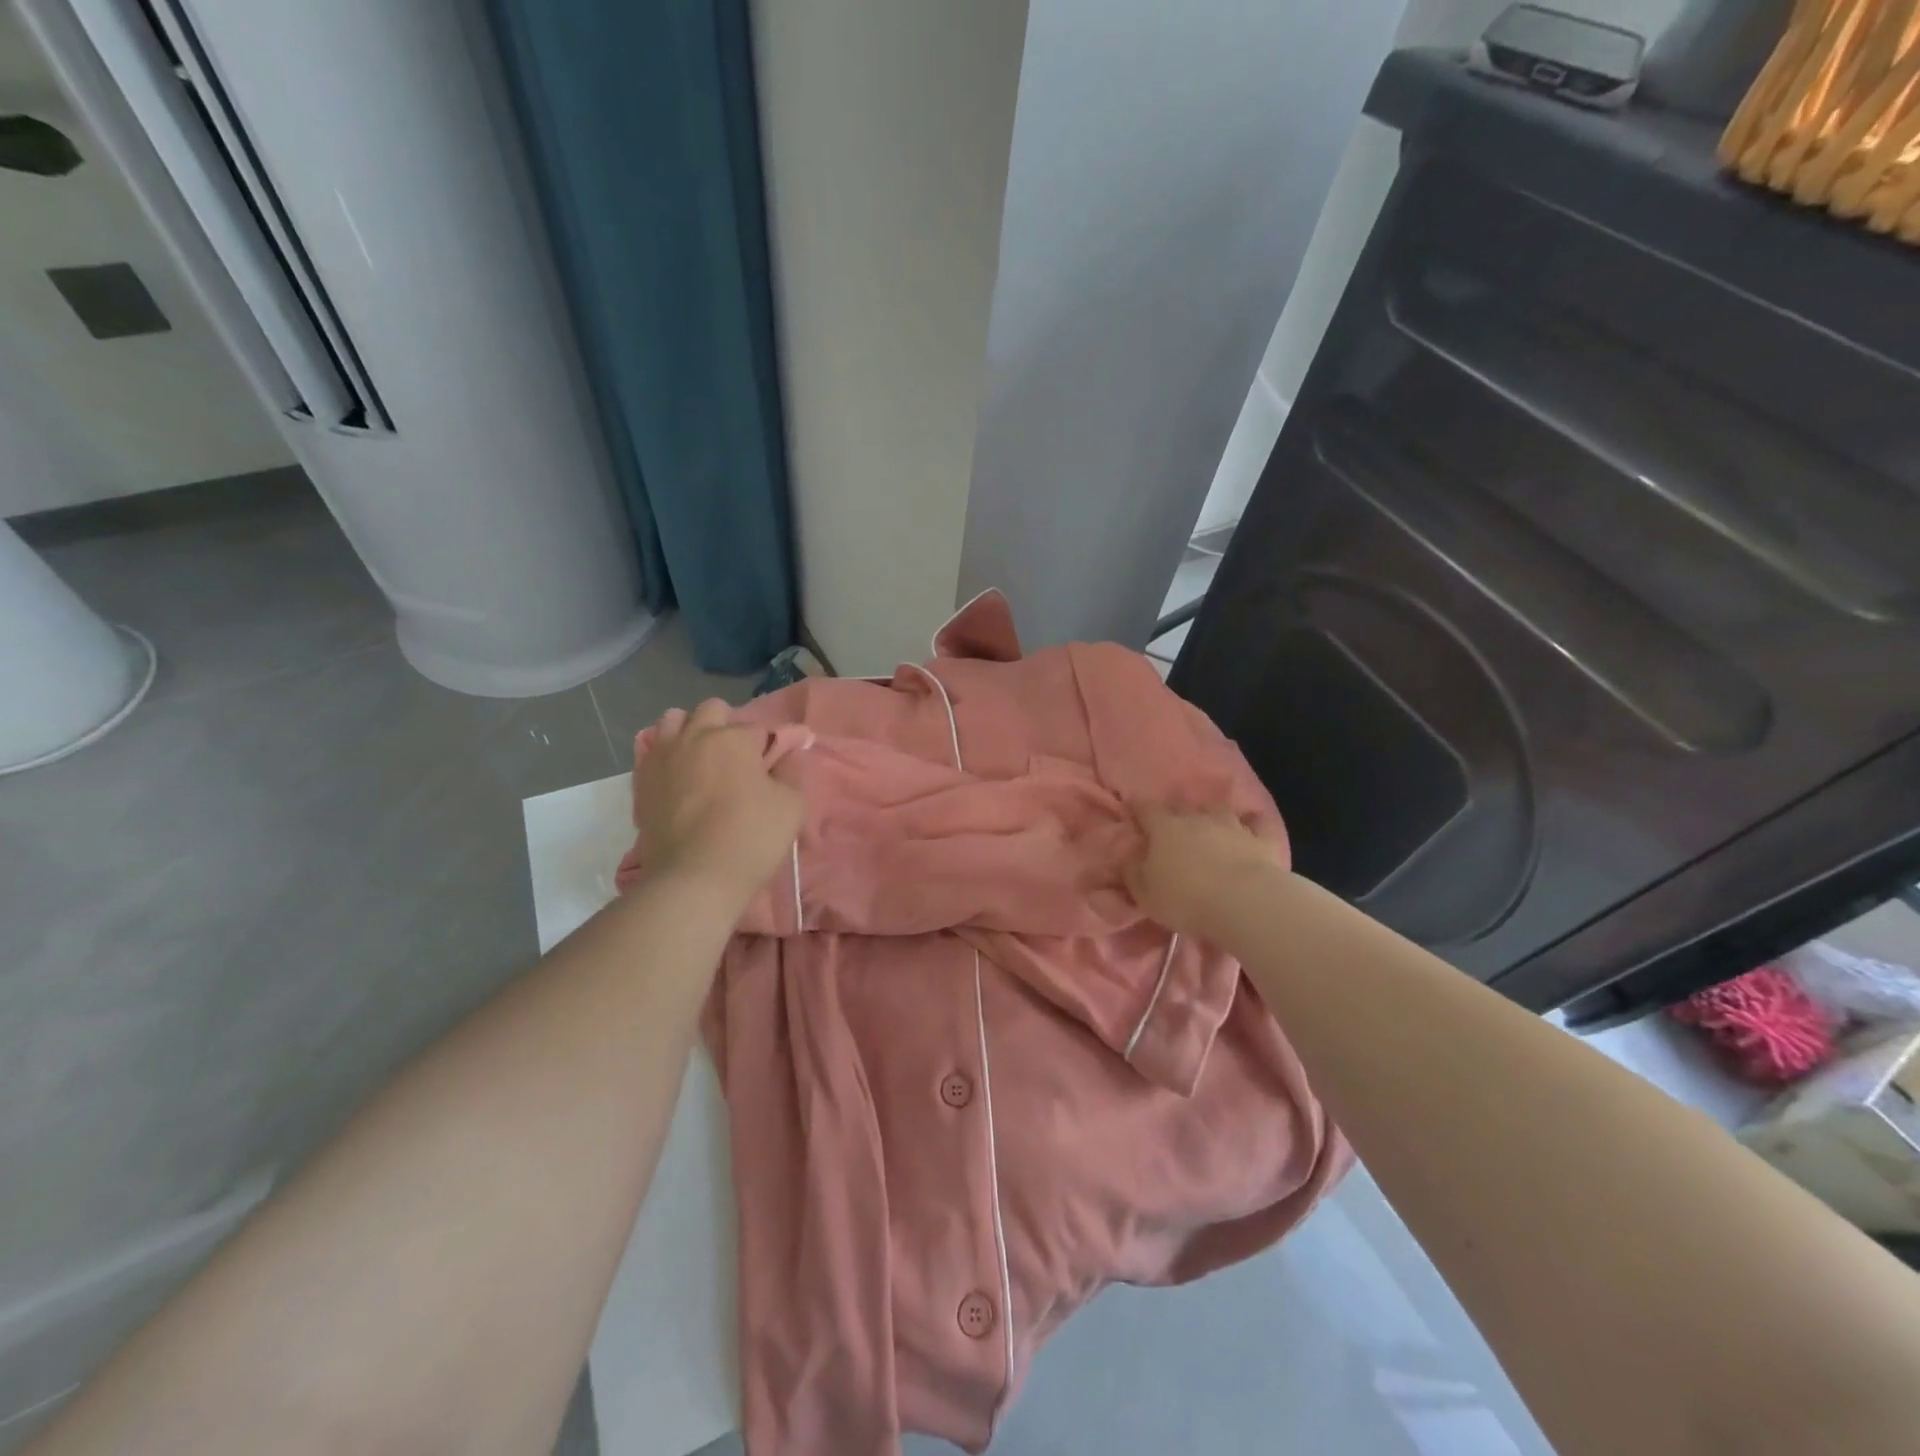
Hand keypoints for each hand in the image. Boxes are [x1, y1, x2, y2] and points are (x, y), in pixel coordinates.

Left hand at [634, 699, 803, 897]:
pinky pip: (653, 751)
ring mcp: (663, 756)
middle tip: (738, 759)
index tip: (774, 766)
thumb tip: (788, 753)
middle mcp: (695, 736)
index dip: (769, 746)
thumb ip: (791, 771)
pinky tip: (679, 778)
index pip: (759, 727)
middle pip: (712, 710)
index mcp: (734, 737)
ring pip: (673, 720)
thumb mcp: (791, 805)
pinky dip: (668, 756)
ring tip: (702, 759)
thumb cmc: (751, 837)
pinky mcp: (642, 781)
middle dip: (727, 726)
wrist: (694, 878)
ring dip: (691, 731)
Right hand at [1124, 808, 1285, 936]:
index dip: (1138, 808)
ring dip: (1212, 816)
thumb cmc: (1185, 898)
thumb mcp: (1145, 894)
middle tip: (1172, 828)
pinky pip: (1258, 823)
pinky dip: (1253, 822)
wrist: (1244, 903)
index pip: (1146, 809)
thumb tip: (1126, 859)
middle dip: (1175, 814)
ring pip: (1219, 810)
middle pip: (1182, 808)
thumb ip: (1132, 873)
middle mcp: (1197, 818)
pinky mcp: (1261, 840)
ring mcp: (1232, 825)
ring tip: (1210, 826)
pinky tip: (1252, 825)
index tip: (1133, 809)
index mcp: (1165, 828)